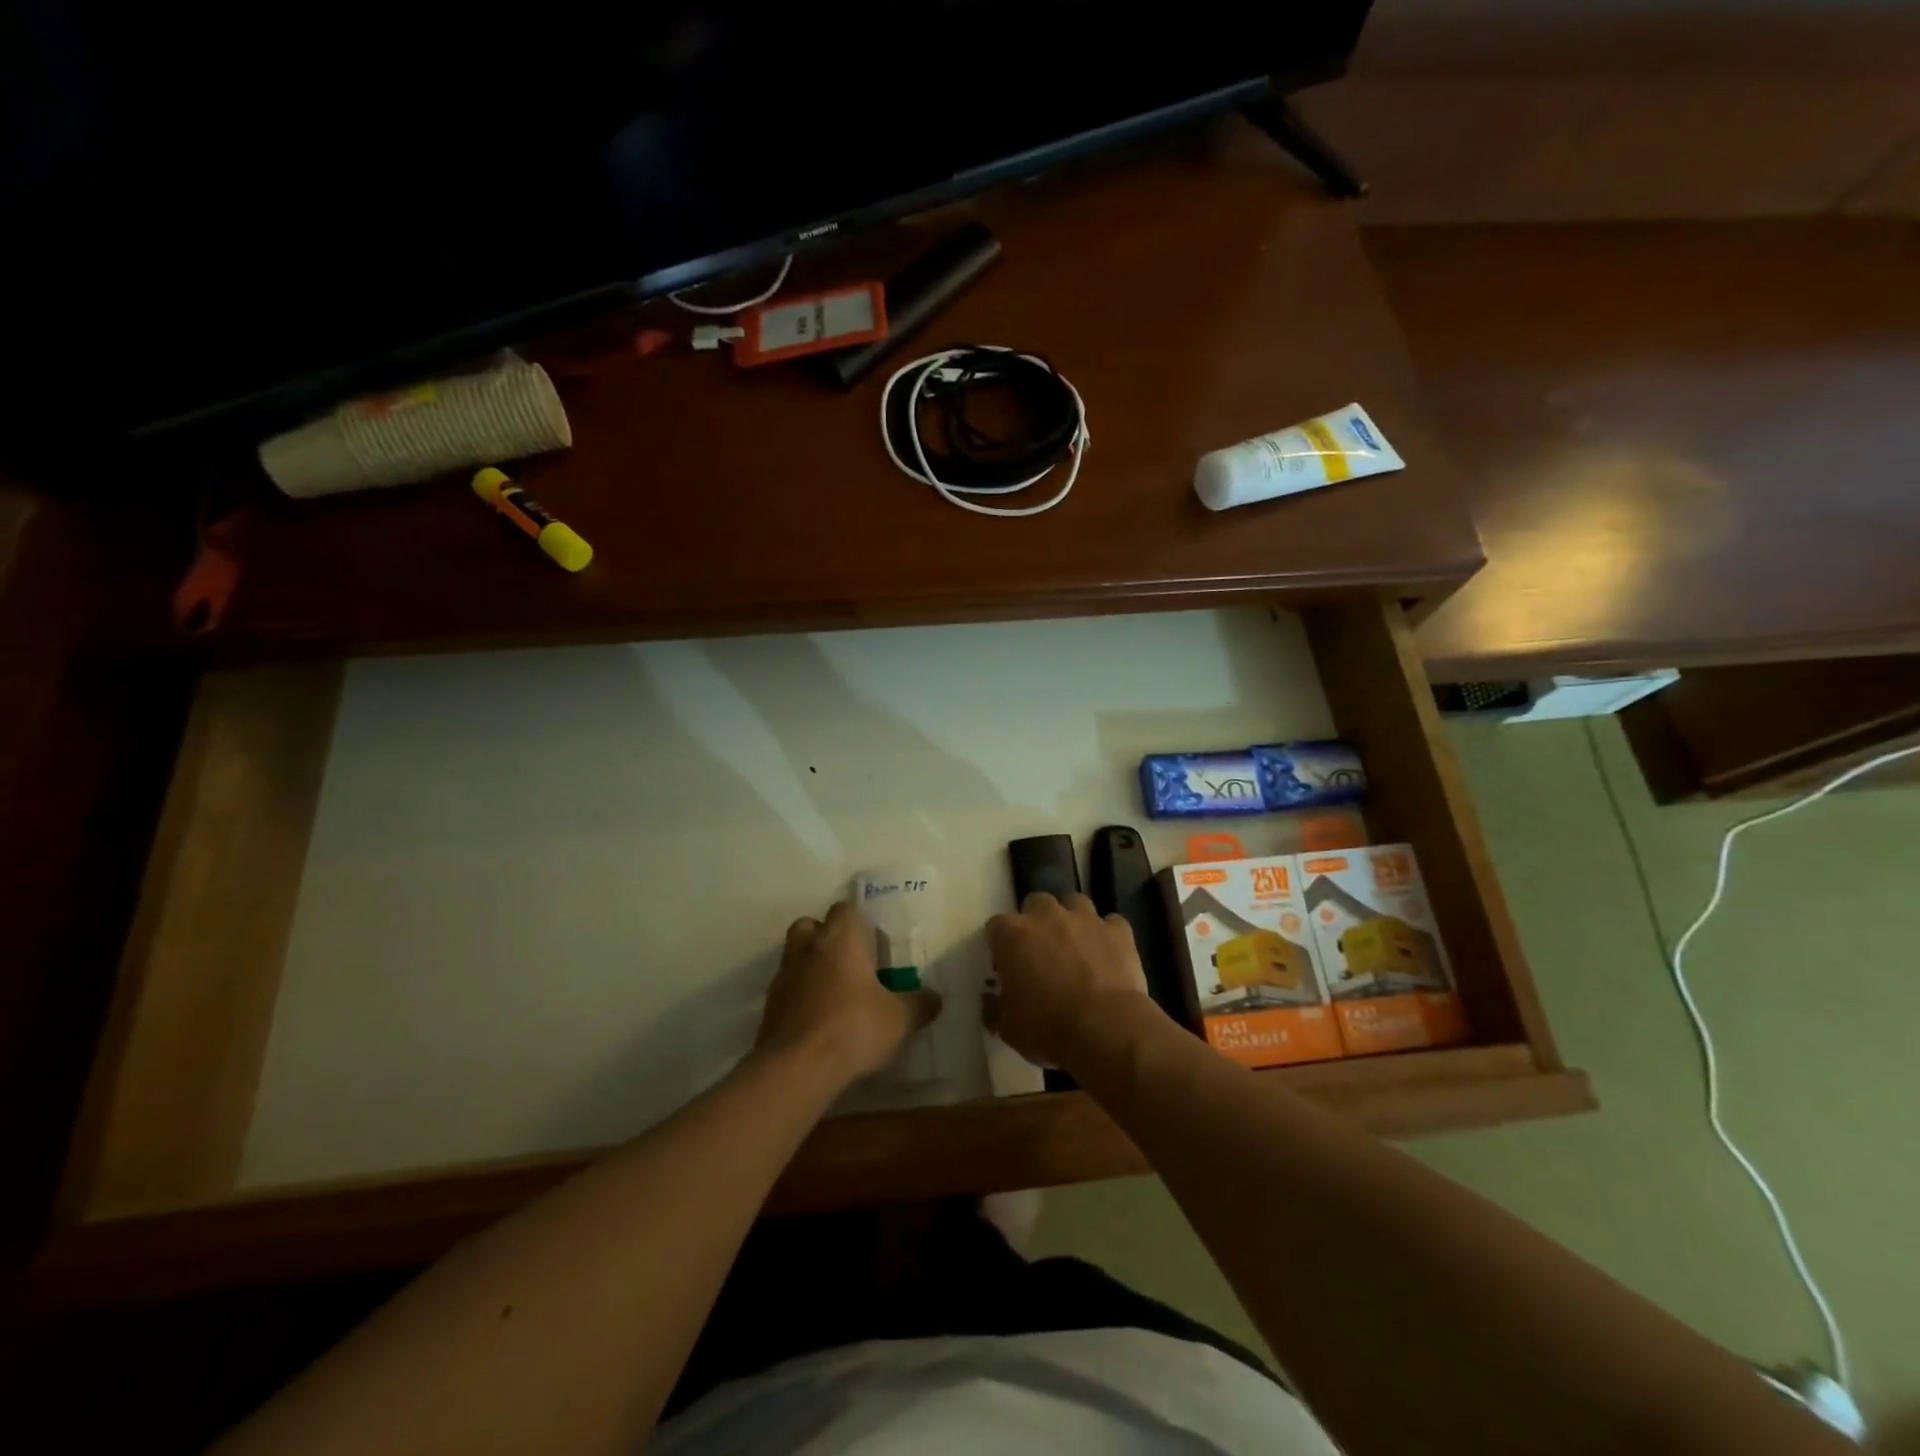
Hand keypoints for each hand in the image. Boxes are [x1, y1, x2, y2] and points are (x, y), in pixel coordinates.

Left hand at [756, 899, 942, 1086]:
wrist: (796, 1069)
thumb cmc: (853, 1028)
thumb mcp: (900, 1020)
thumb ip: (919, 1005)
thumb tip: (935, 998)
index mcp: (840, 940)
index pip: (844, 909)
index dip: (857, 920)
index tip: (871, 938)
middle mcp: (807, 949)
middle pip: (809, 925)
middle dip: (824, 936)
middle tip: (847, 960)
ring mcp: (783, 978)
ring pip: (793, 957)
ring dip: (809, 967)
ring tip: (832, 993)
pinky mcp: (768, 1008)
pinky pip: (785, 991)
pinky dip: (798, 998)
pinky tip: (816, 1021)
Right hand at [985, 892, 1153, 1071]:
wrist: (1106, 1029)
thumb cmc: (1047, 1028)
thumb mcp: (1008, 1028)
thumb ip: (994, 1008)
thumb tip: (990, 1000)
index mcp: (1012, 934)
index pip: (996, 927)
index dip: (1001, 946)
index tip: (1006, 966)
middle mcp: (1046, 915)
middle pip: (1036, 904)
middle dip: (1037, 922)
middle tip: (1042, 952)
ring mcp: (1085, 918)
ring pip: (1074, 904)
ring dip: (1072, 921)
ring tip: (1076, 947)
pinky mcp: (1118, 930)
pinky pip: (1111, 923)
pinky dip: (1108, 935)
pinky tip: (1109, 954)